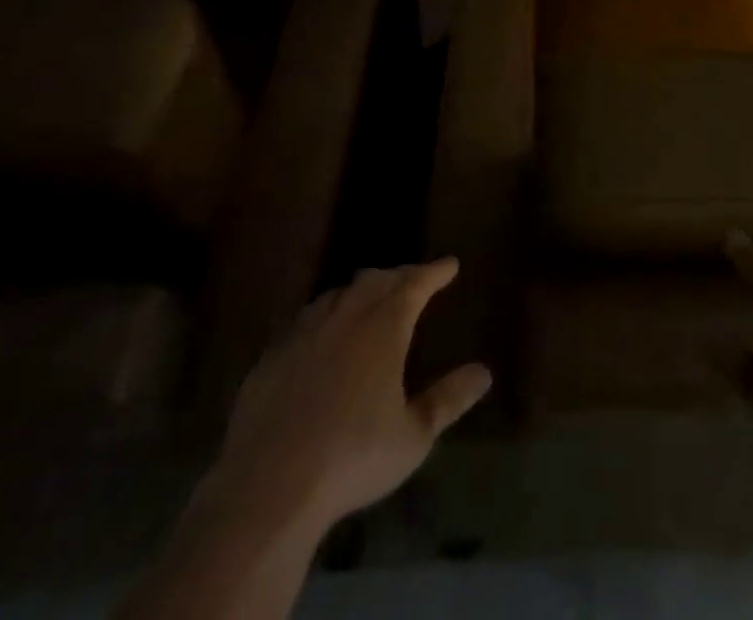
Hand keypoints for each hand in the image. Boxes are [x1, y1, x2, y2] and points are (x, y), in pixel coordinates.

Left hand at [198, 259, 492, 542]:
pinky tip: (321, 334)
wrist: (268, 488)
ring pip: (337, 295)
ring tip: (370, 299)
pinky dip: (324, 315)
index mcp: (383, 327)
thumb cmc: (352, 459)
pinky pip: (304, 320)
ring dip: (359, 291)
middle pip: (375, 281)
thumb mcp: (413, 436)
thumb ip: (448, 400)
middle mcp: (345, 317)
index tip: (450, 264)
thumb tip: (484, 372)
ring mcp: (303, 334)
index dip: (434, 272)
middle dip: (398, 276)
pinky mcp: (271, 357)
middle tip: (413, 280)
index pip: (414, 284)